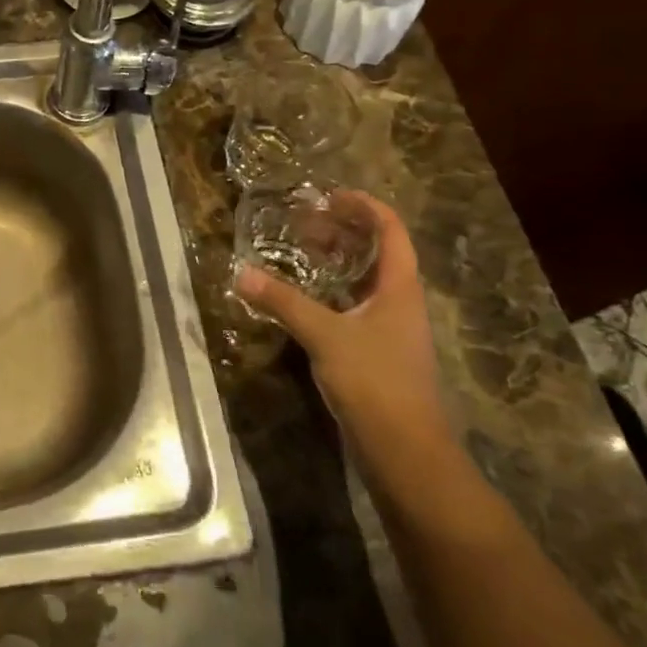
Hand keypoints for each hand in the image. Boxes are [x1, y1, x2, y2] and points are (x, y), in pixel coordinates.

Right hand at [234, 192, 456, 469]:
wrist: (405, 451)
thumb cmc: (375, 381)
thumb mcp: (325, 335)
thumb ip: (283, 302)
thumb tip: (241, 273)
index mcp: (399, 287)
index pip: (391, 230)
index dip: (364, 206)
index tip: (329, 196)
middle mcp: (400, 302)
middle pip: (378, 252)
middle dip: (344, 232)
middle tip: (304, 223)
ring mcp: (390, 329)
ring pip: (365, 281)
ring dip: (337, 263)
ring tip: (300, 252)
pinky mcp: (377, 353)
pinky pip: (355, 307)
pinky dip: (331, 294)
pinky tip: (303, 299)